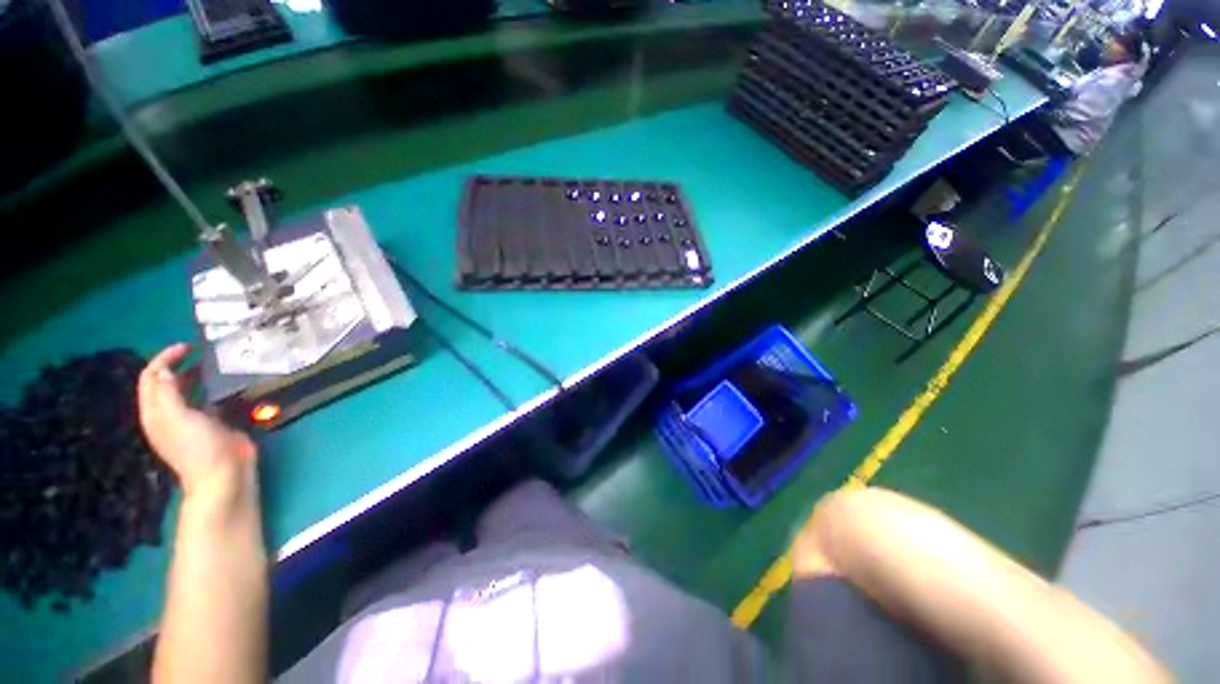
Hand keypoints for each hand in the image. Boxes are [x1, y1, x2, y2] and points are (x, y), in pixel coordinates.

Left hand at [138, 343, 256, 498]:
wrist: (223, 474)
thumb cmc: (197, 446)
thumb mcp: (176, 417)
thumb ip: (167, 392)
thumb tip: (164, 369)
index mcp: (155, 411)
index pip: (151, 377)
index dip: (164, 358)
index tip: (187, 346)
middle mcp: (170, 413)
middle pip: (167, 382)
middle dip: (179, 364)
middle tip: (202, 352)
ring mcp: (192, 419)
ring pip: (189, 390)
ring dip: (197, 375)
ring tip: (216, 363)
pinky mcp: (214, 423)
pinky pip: (209, 399)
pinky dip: (214, 388)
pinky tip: (227, 384)